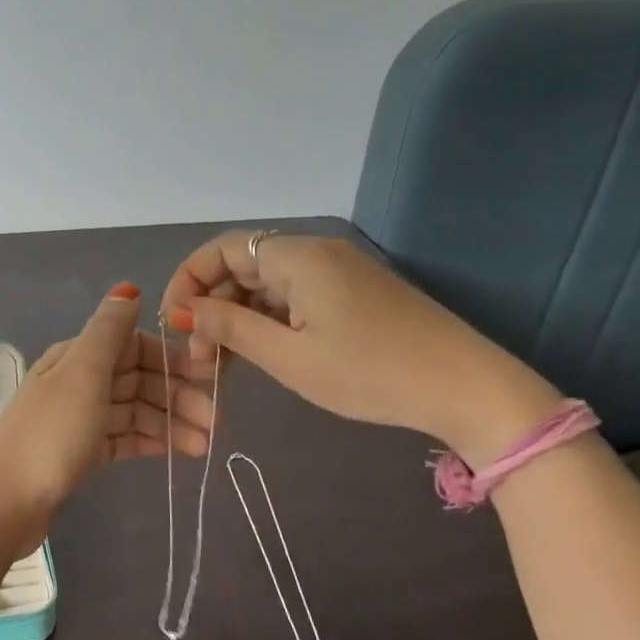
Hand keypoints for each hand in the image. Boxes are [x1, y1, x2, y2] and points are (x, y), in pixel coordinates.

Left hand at [0, 284, 215, 539]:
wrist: (6, 503)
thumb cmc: (50, 434)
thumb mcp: (82, 375)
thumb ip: (108, 331)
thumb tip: (128, 288)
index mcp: (77, 356)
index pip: (134, 345)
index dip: (171, 357)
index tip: (209, 376)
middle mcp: (78, 381)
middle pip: (137, 379)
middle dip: (177, 395)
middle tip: (215, 422)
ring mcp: (79, 417)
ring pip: (135, 410)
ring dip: (171, 423)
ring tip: (205, 446)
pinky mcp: (82, 451)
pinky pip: (124, 437)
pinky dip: (151, 442)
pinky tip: (179, 453)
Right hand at [158, 232, 558, 463]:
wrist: (466, 389)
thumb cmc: (370, 372)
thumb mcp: (289, 357)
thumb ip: (231, 328)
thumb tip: (186, 311)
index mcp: (298, 257)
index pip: (221, 250)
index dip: (188, 281)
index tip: (172, 324)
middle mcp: (316, 253)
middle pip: (242, 267)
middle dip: (212, 307)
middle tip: (199, 357)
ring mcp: (338, 273)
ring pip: (267, 285)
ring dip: (238, 318)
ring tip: (223, 364)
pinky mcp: (354, 294)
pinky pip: (294, 298)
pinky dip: (268, 321)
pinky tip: (261, 354)